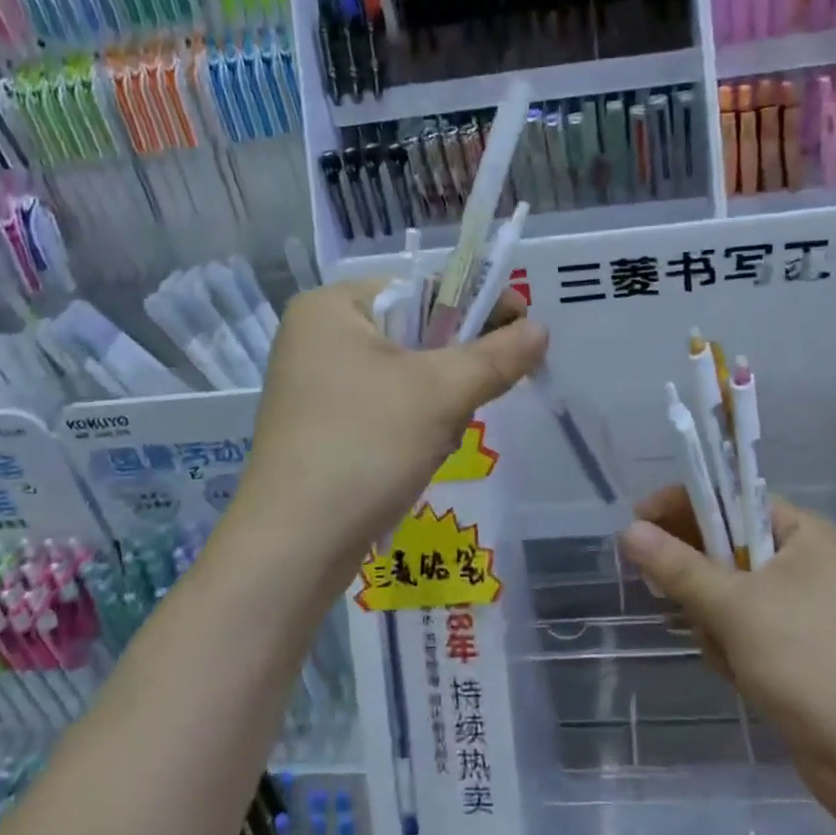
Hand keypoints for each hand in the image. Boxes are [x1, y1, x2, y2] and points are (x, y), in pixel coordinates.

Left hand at [230, 279, 548, 582]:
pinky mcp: (318, 425)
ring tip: (445, 433)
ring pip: (402, 372)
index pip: (423, 288)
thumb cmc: (367, 447)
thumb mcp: (442, 393)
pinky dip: (412, 420)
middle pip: (414, 330)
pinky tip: (421, 452)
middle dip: (456, 361)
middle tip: (488, 388)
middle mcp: (316, 336)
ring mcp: (313, 384)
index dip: (479, 305)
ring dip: (438, 397)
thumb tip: (540, 330)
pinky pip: (383, 403)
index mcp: (331, 306)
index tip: (525, 332)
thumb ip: (497, 355)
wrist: (295, 546)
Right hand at [618, 489, 835, 815]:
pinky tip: (738, 673)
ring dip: (712, 619)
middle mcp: (804, 562)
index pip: (729, 497)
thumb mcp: (734, 606)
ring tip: (724, 650)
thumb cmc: (807, 661)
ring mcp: (801, 608)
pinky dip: (729, 645)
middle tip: (669, 595)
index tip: (637, 524)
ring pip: (727, 592)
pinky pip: (742, 628)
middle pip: (725, 546)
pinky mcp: (794, 649)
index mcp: (802, 533)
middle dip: (698, 577)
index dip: (681, 506)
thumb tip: (627, 530)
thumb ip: (677, 566)